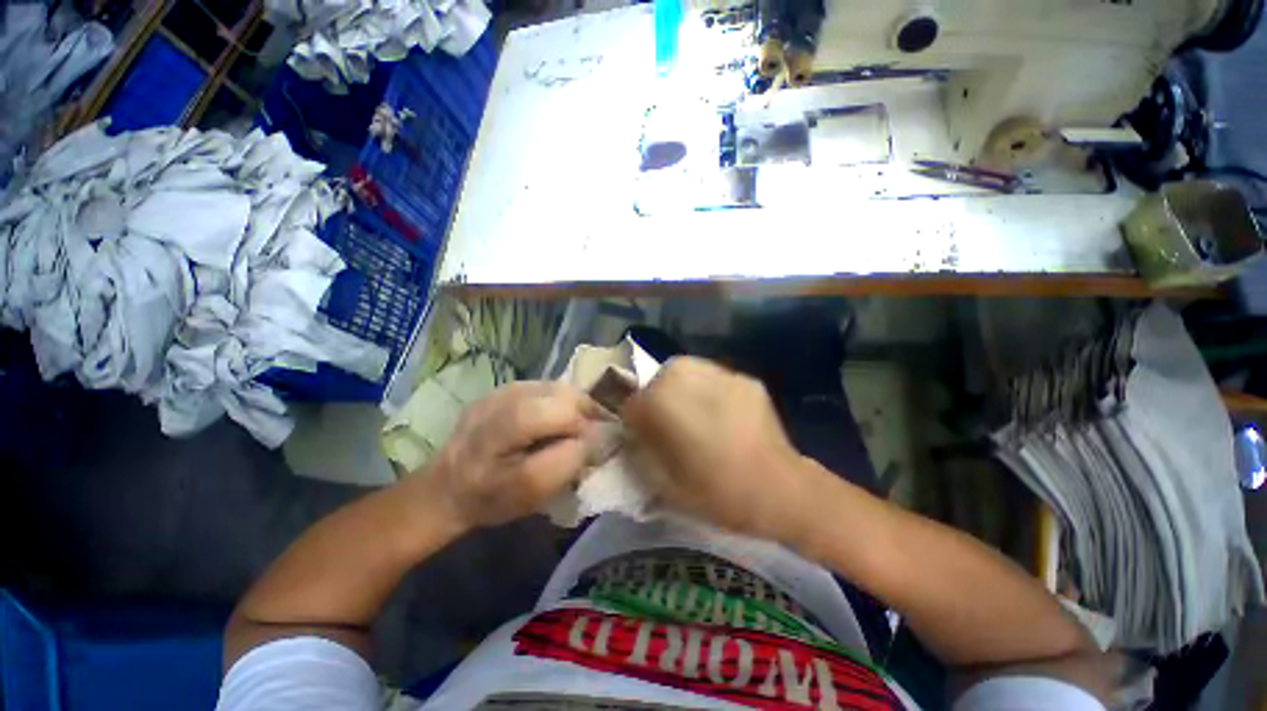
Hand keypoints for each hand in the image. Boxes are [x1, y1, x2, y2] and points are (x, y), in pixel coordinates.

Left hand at [430, 382, 602, 529]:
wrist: (449, 486)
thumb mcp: (533, 493)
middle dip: (582, 410)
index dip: (581, 427)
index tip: (589, 446)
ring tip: (576, 423)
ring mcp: (497, 392)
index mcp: (498, 436)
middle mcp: (496, 405)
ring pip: (554, 385)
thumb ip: (568, 461)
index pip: (557, 415)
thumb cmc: (493, 497)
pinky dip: (559, 399)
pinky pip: (543, 385)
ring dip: (573, 402)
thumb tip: (594, 435)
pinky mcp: (499, 388)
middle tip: (589, 430)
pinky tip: (556, 416)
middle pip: (559, 394)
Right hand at [622, 357, 829, 543]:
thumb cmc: (715, 492)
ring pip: (687, 373)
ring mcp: (719, 373)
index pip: (632, 402)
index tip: (646, 438)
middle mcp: (686, 377)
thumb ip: (643, 449)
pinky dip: (712, 392)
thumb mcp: (663, 481)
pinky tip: (723, 415)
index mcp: (661, 402)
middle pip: (658, 379)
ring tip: (698, 415)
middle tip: (672, 425)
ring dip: (684, 391)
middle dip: (658, 400)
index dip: (637, 422)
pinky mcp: (744, 378)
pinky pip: (715, 379)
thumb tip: (638, 433)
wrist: (778, 489)